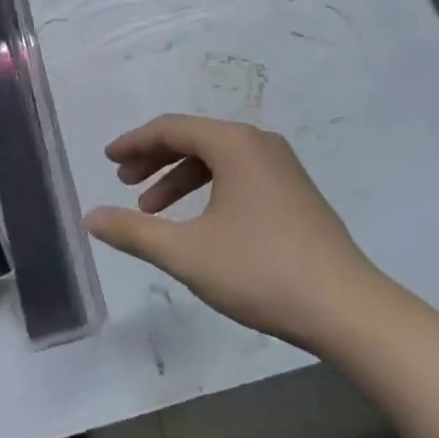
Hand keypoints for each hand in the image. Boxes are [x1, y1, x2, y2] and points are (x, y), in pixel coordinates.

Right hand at [84, 115, 386, 350]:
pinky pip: (239, 174)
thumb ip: (134, 232)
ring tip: (152, 209)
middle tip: (124, 182)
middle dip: (154, 159)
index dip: (134, 142)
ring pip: (217, 158)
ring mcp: (281, 166)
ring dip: (179, 178)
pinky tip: (197, 222)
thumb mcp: (187, 253)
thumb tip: (90, 216)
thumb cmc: (261, 271)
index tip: (107, 159)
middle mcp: (258, 142)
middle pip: (194, 138)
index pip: (171, 128)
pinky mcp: (295, 191)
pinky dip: (209, 189)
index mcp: (233, 143)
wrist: (348, 309)